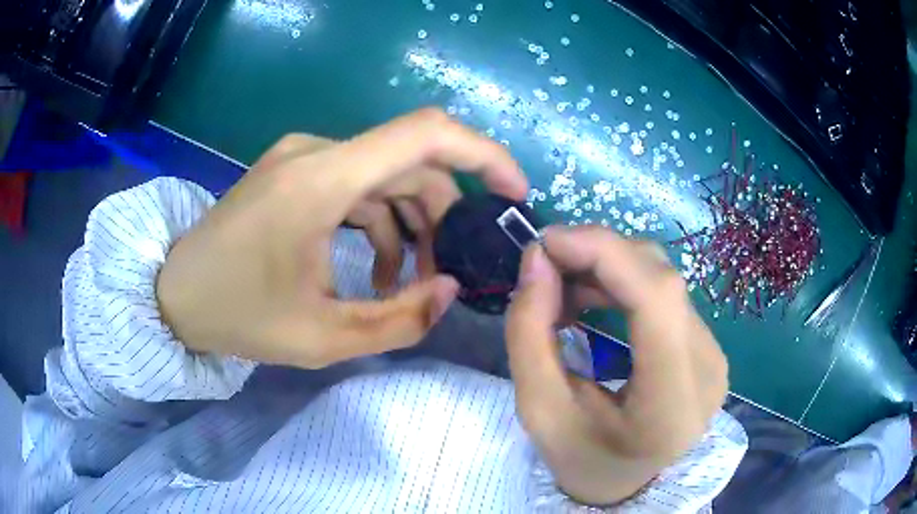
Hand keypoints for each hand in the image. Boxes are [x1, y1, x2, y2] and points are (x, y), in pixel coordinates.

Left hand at [157, 109, 527, 367]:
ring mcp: (303, 158)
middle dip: (443, 217)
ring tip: (404, 283)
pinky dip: (379, 222)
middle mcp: (316, 153)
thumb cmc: (238, 316)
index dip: (483, 155)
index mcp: (321, 181)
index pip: (425, 134)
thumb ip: (399, 319)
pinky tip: (373, 268)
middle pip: (411, 164)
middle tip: (444, 272)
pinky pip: (357, 185)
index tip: (513, 194)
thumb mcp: (322, 338)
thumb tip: (451, 287)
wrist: (175, 293)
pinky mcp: (295, 171)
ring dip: (410, 224)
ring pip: (386, 176)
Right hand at [505, 226, 728, 504]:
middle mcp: (708, 372)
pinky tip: (593, 296)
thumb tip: (537, 259)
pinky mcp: (708, 347)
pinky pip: (667, 295)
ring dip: (609, 267)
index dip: (605, 252)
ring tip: (563, 285)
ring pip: (664, 280)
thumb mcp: (538, 409)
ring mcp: (715, 356)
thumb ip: (530, 333)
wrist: (624, 482)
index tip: (546, 242)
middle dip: (599, 254)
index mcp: (671, 405)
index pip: (657, 300)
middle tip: (545, 264)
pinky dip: (624, 283)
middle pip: (662, 281)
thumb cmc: (580, 458)